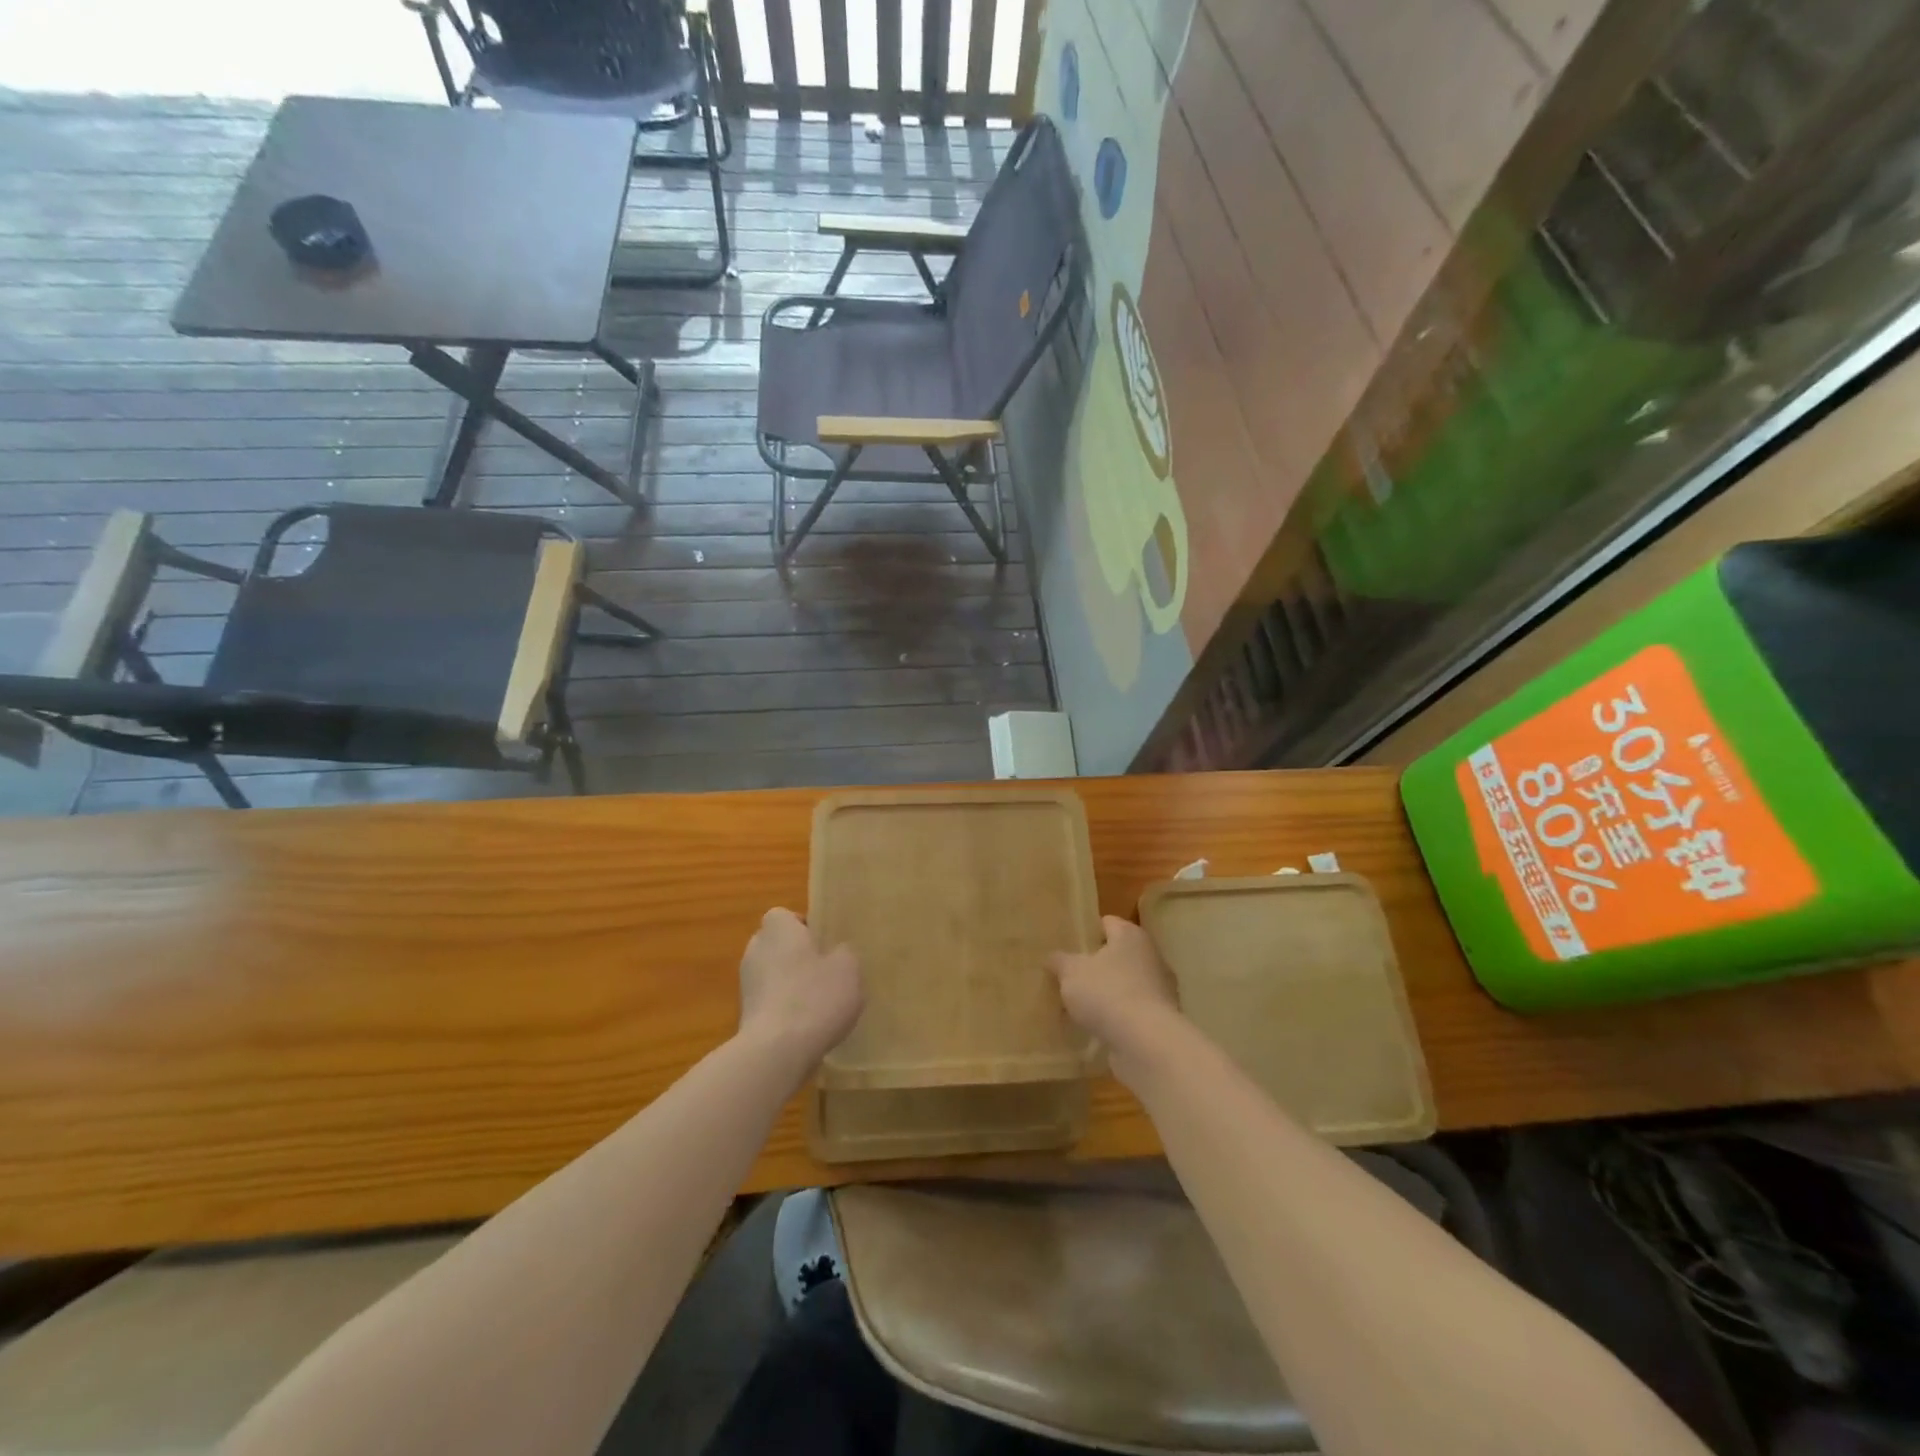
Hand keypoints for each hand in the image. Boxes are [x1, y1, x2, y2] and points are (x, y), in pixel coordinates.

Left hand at [737, 908, 863, 1073]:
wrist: (776, 1052)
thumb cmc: (815, 997)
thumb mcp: (848, 968)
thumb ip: (844, 953)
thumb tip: (836, 953)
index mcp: (778, 929)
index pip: (785, 915)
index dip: (804, 926)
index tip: (824, 943)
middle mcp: (756, 950)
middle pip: (777, 945)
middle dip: (797, 956)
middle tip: (826, 972)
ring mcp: (746, 984)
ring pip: (772, 974)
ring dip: (791, 984)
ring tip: (820, 1004)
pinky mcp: (745, 1015)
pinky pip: (770, 1002)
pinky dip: (785, 1010)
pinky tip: (807, 1027)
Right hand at [1047, 916, 1180, 1073]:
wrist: (1146, 1042)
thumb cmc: (1107, 993)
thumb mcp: (1071, 972)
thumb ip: (1060, 961)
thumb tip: (1053, 957)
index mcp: (1130, 936)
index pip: (1107, 923)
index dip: (1087, 932)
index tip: (1068, 946)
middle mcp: (1151, 956)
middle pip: (1118, 954)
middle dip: (1096, 965)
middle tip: (1070, 976)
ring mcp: (1160, 989)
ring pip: (1126, 984)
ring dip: (1108, 993)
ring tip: (1080, 1006)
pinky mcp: (1162, 1019)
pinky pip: (1133, 1010)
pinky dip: (1118, 1016)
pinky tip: (1097, 1028)